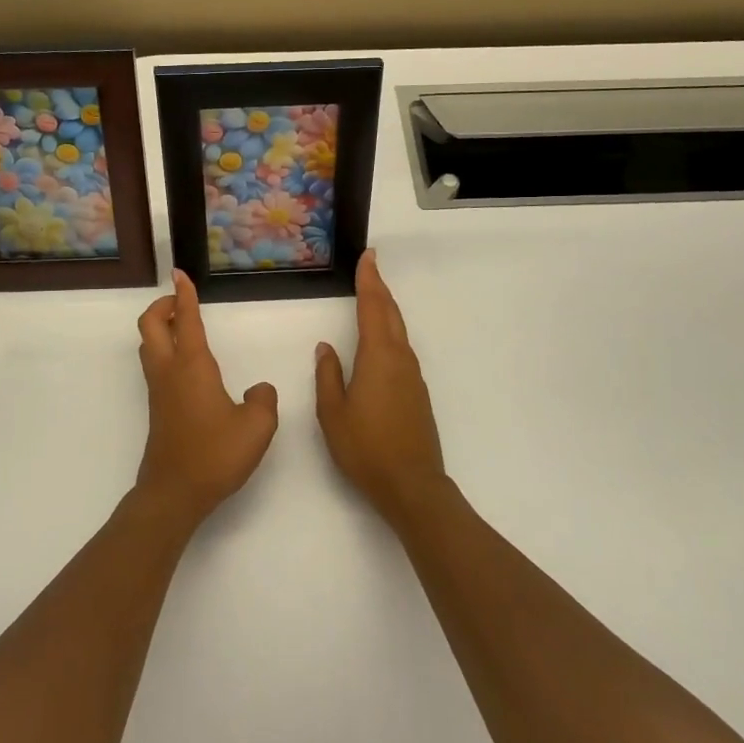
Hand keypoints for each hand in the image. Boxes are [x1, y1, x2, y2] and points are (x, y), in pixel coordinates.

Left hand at [134, 270, 279, 527]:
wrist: (174, 493)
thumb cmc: (215, 455)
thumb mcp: (257, 426)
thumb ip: (264, 400)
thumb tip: (258, 390)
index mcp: (192, 366)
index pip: (186, 319)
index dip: (184, 294)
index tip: (180, 274)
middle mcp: (169, 371)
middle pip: (151, 325)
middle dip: (162, 305)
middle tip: (181, 301)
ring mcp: (159, 390)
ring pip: (149, 345)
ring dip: (161, 327)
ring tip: (184, 326)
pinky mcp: (158, 409)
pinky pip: (155, 365)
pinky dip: (164, 349)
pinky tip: (187, 364)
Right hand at [315, 251, 447, 524]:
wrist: (411, 484)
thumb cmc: (365, 448)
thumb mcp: (333, 413)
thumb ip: (328, 376)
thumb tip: (326, 348)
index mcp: (378, 358)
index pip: (373, 308)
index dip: (369, 281)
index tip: (368, 257)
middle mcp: (400, 360)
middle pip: (391, 314)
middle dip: (380, 288)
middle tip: (371, 265)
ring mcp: (413, 376)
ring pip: (399, 332)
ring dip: (387, 309)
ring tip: (374, 295)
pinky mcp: (417, 392)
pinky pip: (402, 349)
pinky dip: (391, 331)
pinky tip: (383, 339)